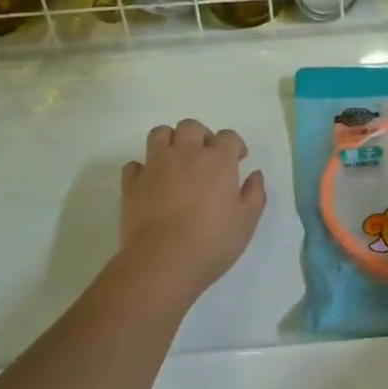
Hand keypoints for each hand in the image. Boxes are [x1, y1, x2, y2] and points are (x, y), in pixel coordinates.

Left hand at [118, 119, 266, 304]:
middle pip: (191, 127)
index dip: (234, 146)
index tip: (237, 160)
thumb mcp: (246, 222)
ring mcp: (155, 165)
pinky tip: (150, 183)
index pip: (228, 137)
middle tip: (205, 157)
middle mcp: (186, 153)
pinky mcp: (132, 183)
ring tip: (176, 161)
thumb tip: (255, 175)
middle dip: (201, 136)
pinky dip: (143, 169)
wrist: (164, 261)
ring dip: (169, 141)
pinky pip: (134, 164)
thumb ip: (254, 194)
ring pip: (159, 134)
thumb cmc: (212, 242)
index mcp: (217, 160)